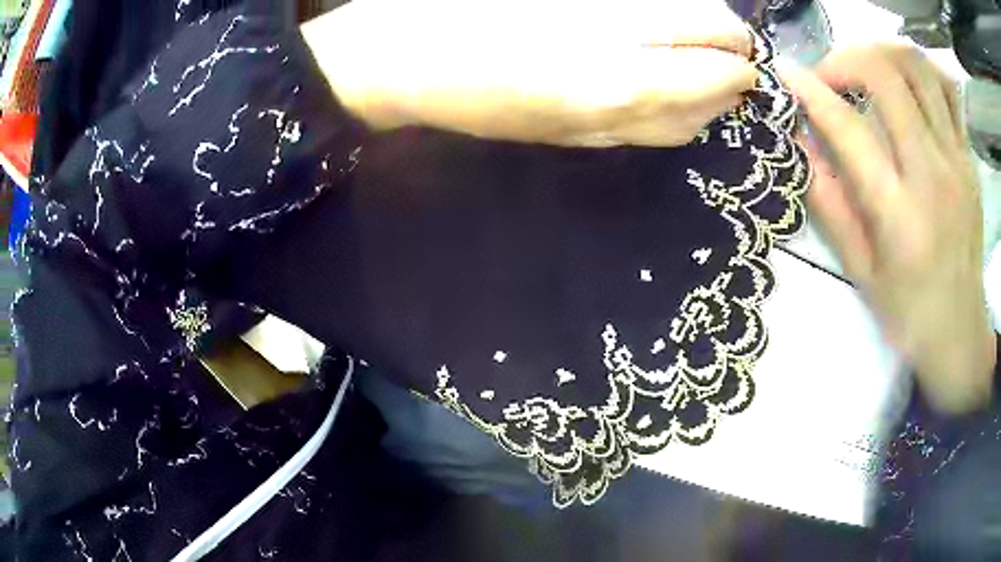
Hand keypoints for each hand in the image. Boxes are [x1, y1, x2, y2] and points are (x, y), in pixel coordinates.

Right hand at [302, 0, 757, 146]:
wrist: (399, 65)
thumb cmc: (461, 8)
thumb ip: (637, 4)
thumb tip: (694, 14)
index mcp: (609, 55)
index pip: (712, 49)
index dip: (733, 38)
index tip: (738, 30)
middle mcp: (614, 108)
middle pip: (710, 98)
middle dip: (731, 72)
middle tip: (732, 47)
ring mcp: (593, 133)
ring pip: (685, 128)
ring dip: (710, 99)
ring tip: (709, 69)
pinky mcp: (575, 141)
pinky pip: (651, 137)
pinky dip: (679, 114)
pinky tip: (670, 91)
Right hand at [782, 45, 994, 414]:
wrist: (961, 333)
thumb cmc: (908, 314)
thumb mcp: (861, 274)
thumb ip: (830, 205)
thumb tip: (799, 143)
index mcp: (900, 216)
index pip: (849, 130)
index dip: (811, 92)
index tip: (787, 74)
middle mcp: (932, 177)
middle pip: (886, 76)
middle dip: (846, 60)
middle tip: (832, 77)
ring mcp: (957, 162)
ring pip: (918, 69)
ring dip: (883, 55)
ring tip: (868, 72)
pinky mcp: (969, 159)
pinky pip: (947, 90)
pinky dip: (922, 71)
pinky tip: (908, 83)